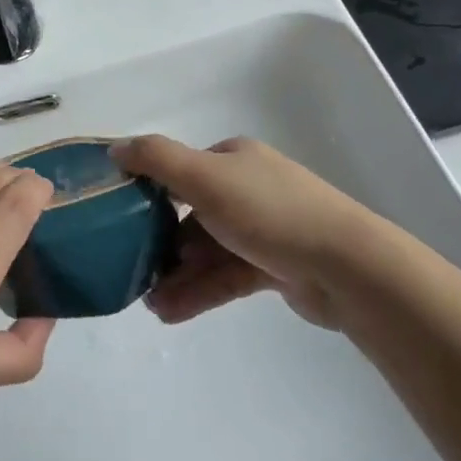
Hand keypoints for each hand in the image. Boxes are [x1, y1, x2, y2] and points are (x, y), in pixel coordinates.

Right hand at [112, 135, 369, 329]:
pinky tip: (170, 313)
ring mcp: (263, 229)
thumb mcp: (205, 177)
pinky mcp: (274, 267)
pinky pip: (225, 276)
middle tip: (131, 270)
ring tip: (149, 304)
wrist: (346, 266)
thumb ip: (156, 160)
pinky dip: (199, 292)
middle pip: (191, 215)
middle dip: (160, 245)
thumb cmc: (269, 212)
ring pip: (207, 251)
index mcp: (234, 160)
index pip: (181, 171)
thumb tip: (114, 148)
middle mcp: (248, 188)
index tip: (119, 221)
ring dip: (177, 276)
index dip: (148, 193)